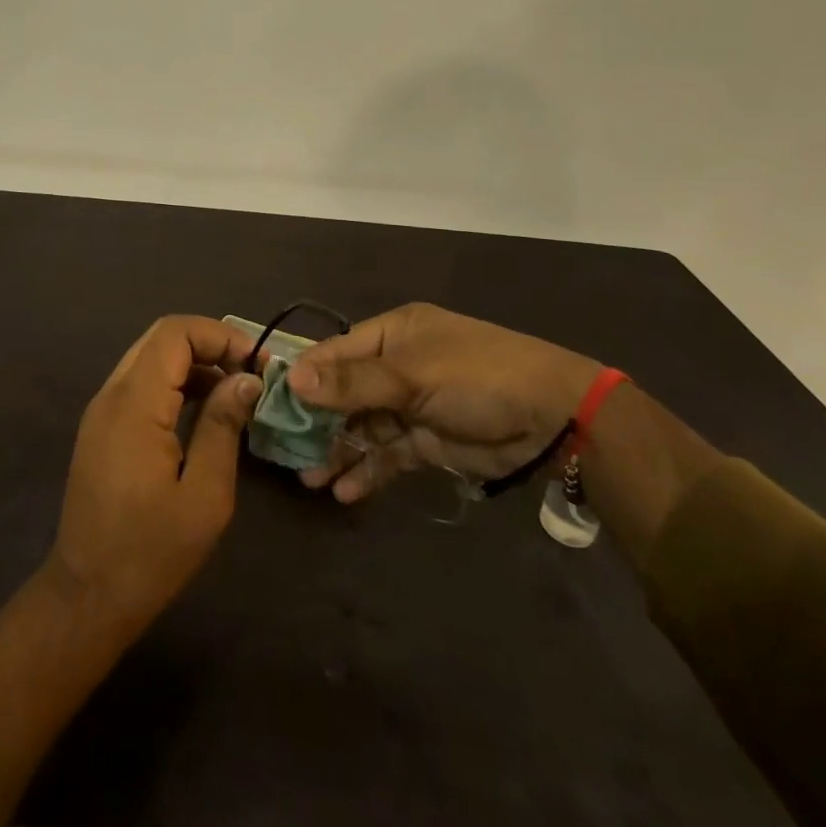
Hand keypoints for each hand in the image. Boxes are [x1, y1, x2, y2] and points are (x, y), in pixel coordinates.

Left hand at [50, 315, 263, 636]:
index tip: (257, 362)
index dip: (219, 334)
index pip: (174, 333)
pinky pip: (141, 383)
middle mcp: (111, 394)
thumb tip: (246, 379)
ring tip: (235, 391)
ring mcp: (102, 410)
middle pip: (161, 338)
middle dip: (210, 344)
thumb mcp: (204, 495)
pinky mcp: (102, 427)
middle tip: (250, 372)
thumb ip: (223, 426)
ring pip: (150, 358)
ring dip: (194, 363)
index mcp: (134, 405)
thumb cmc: (151, 552)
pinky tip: (204, 411)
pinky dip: (175, 383)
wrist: (87, 597)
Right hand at [290, 302, 600, 502]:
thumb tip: (292, 379)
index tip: (270, 404)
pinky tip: (344, 492)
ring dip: (338, 450)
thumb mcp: (412, 375)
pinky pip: (388, 454)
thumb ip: (353, 383)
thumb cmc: (477, 377)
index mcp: (393, 334)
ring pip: (363, 427)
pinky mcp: (428, 440)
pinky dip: (368, 471)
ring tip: (309, 478)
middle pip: (345, 392)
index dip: (304, 377)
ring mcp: (412, 404)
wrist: (554, 416)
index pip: (335, 353)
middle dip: (317, 421)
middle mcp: (397, 366)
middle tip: (284, 451)